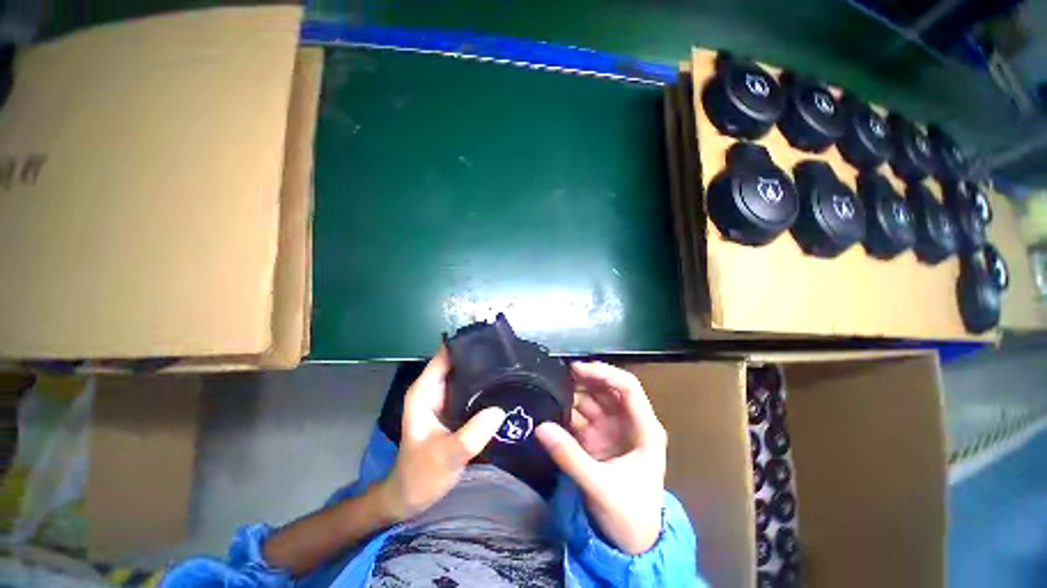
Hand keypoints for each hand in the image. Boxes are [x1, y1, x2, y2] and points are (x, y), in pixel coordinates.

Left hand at [377, 347, 505, 521]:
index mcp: (425, 391)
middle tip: (509, 355)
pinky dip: (484, 387)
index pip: (445, 355)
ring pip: (466, 376)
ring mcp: (445, 399)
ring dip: (484, 372)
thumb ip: (471, 435)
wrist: (411, 497)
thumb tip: (499, 410)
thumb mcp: (447, 456)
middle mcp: (434, 389)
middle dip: (481, 356)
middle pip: (458, 362)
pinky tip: (503, 388)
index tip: (492, 339)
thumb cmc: (421, 475)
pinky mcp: (455, 410)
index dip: (466, 344)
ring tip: (511, 367)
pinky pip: (471, 390)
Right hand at [536, 362, 666, 554]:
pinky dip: (569, 409)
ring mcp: (613, 429)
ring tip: (551, 386)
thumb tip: (541, 427)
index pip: (628, 388)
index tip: (578, 369)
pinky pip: (582, 416)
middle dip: (585, 379)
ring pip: (593, 400)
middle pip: (608, 389)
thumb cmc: (629, 516)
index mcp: (644, 429)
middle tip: (558, 374)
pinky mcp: (598, 438)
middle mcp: (629, 423)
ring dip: (574, 393)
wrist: (631, 546)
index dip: (605, 373)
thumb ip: (570, 456)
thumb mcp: (600, 487)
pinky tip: (553, 404)